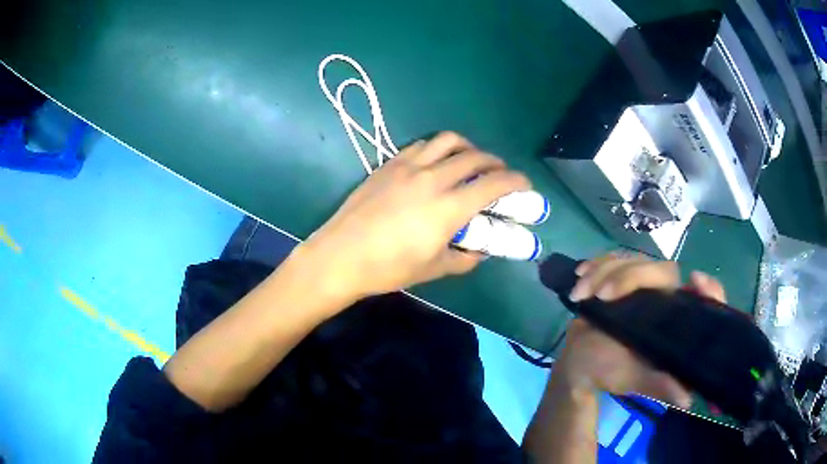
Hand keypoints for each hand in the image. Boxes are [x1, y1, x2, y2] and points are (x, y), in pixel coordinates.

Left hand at [298, 132, 529, 302]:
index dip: (516, 181)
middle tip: (499, 175)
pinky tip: (436, 162)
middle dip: (496, 162)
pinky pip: (422, 144)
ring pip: (449, 141)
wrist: (340, 255)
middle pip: (475, 157)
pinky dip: (439, 148)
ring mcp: (409, 166)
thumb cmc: (388, 268)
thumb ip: (464, 258)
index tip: (525, 185)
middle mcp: (433, 178)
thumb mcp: (433, 269)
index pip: (494, 184)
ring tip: (470, 161)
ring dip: (468, 148)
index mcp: (448, 208)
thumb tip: (480, 251)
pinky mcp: (389, 163)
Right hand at [553, 253, 726, 408]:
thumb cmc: (608, 371)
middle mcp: (664, 298)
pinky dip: (595, 263)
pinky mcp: (623, 276)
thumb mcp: (633, 380)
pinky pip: (615, 259)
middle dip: (628, 276)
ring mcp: (643, 284)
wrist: (578, 361)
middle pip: (661, 270)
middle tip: (600, 295)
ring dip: (604, 271)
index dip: (707, 288)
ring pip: (634, 260)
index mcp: (672, 322)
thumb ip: (657, 386)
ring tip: (581, 293)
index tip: (694, 281)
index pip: (697, 299)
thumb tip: (686, 399)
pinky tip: (581, 274)